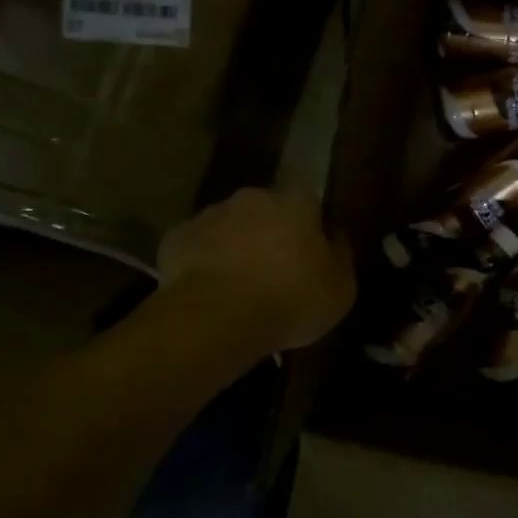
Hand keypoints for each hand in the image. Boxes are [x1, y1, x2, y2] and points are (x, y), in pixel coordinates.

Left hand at [144, 188, 355, 353]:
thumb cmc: (291, 300)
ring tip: (237, 286)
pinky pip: (197, 247)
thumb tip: (334, 236)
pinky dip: (203, 263)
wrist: (217, 320)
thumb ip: (340, 254)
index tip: (309, 253)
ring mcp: (210, 214)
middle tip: (273, 270)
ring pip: (229, 226)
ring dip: (235, 246)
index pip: (309, 201)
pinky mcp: (176, 238)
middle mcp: (253, 197)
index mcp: (296, 201)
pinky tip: (209, 292)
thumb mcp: (341, 288)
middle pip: (265, 210)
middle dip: (269, 233)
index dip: (309, 226)